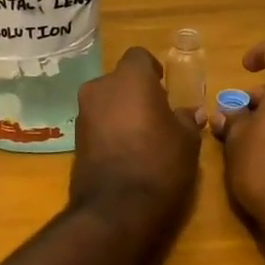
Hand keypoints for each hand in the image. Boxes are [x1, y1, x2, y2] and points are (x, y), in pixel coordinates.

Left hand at [69, 47, 202, 227]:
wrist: (116, 208)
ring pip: (106, 101)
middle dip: (135, 92)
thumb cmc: (159, 163)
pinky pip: (96, 123)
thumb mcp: (186, 141)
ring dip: (121, 111)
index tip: (164, 89)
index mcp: (129, 79)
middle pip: (120, 80)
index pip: (139, 56)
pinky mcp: (74, 138)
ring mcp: (83, 113)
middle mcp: (100, 88)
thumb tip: (191, 113)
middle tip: (155, 115)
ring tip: (141, 137)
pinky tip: (124, 152)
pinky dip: (108, 130)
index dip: (152, 70)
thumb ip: (187, 120)